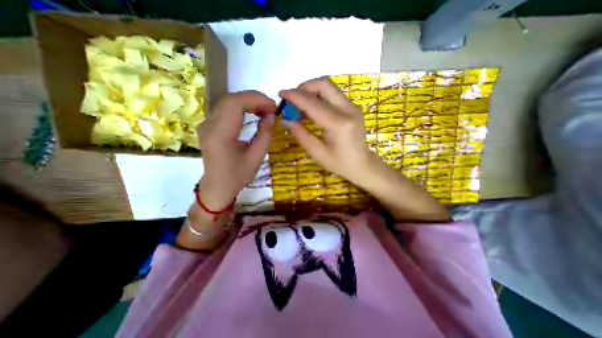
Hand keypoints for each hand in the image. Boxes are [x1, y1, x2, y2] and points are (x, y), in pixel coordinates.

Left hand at [197, 91, 275, 208]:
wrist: (218, 186)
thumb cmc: (238, 175)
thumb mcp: (257, 157)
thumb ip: (265, 134)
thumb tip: (271, 115)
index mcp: (220, 134)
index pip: (236, 104)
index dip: (257, 100)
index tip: (274, 106)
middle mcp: (209, 125)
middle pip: (231, 99)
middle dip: (254, 99)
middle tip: (271, 108)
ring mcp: (206, 124)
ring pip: (228, 102)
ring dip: (248, 102)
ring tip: (264, 110)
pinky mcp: (209, 126)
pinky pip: (225, 109)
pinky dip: (241, 107)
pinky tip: (252, 113)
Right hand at [278, 77, 373, 183]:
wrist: (361, 164)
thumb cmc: (339, 163)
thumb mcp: (316, 152)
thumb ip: (300, 133)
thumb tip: (284, 119)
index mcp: (338, 124)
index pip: (313, 103)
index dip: (295, 96)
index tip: (281, 94)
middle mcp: (348, 110)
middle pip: (324, 84)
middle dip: (304, 88)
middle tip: (293, 100)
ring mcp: (352, 106)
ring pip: (329, 87)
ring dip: (311, 91)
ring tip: (301, 106)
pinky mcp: (352, 107)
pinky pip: (333, 94)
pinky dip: (319, 96)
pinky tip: (312, 109)